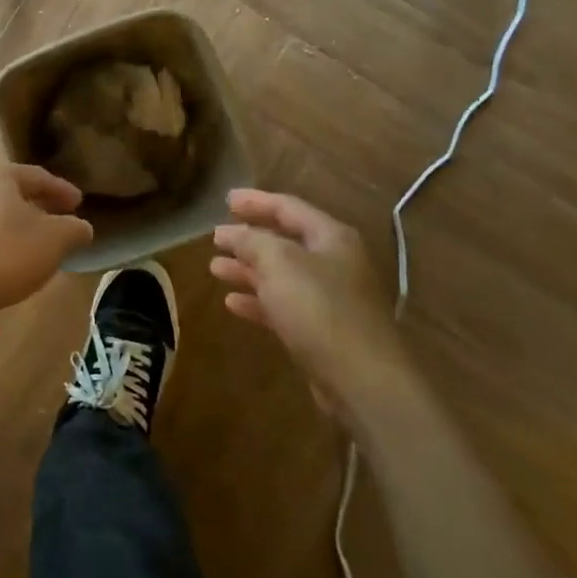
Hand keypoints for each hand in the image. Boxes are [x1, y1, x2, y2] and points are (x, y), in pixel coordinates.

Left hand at [0, 163, 92, 324]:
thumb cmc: (1, 254)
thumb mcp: (52, 242)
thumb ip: (73, 230)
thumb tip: (81, 226)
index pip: (38, 176)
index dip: (62, 190)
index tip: (79, 204)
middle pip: (11, 193)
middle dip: (37, 208)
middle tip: (59, 224)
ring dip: (14, 228)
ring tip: (34, 248)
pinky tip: (4, 266)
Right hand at [211, 189, 409, 413]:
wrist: (362, 379)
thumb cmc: (320, 308)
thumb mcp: (279, 263)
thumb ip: (252, 241)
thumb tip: (233, 232)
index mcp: (331, 237)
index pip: (288, 207)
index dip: (256, 201)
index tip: (226, 199)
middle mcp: (334, 262)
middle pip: (285, 241)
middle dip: (249, 238)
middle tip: (217, 236)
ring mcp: (330, 298)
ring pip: (281, 275)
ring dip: (248, 270)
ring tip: (214, 268)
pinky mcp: (322, 330)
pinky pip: (284, 305)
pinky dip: (258, 300)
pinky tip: (232, 303)